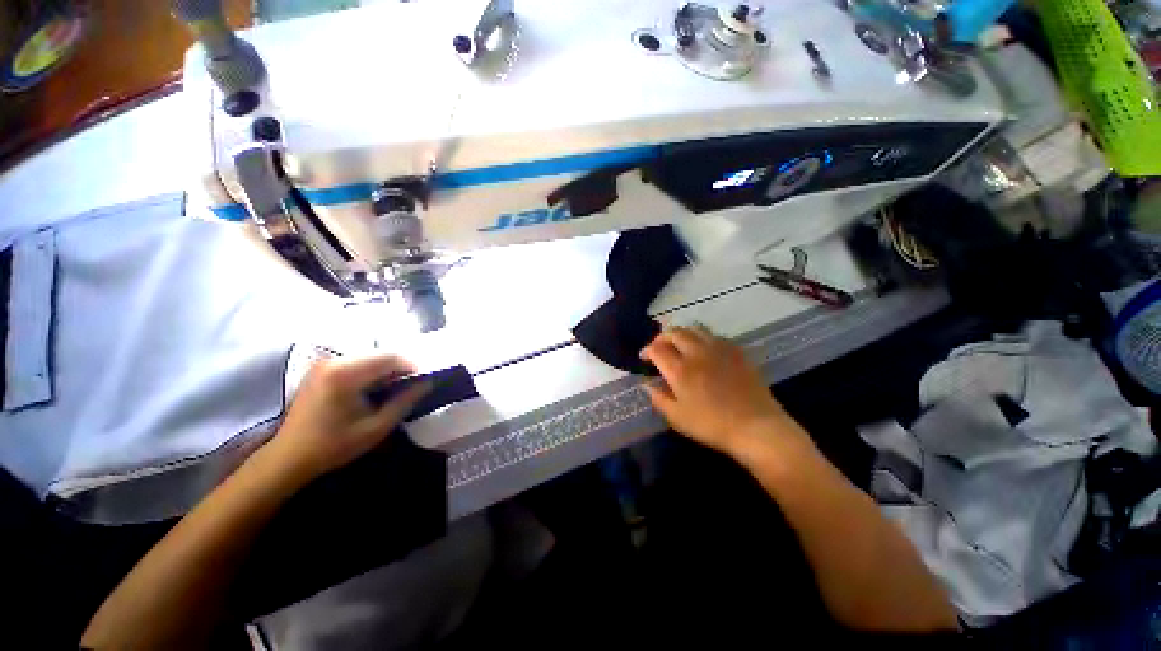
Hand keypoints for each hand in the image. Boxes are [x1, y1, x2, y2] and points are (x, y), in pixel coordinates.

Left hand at [261, 354, 430, 484]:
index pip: (390, 358)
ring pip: (369, 357)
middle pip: (380, 354)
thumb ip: (405, 401)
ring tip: (395, 388)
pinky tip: (374, 388)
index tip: (424, 381)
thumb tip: (428, 383)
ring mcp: (324, 363)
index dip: (412, 367)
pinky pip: (356, 362)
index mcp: (345, 374)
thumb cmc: (333, 445)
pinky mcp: (321, 369)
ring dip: (386, 369)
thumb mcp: (376, 428)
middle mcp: (333, 361)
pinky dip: (371, 371)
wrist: (288, 458)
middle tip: (412, 385)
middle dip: (400, 368)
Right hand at [641, 326, 803, 458]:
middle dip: (662, 337)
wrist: (756, 426)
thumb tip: (646, 384)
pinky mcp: (735, 350)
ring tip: (679, 344)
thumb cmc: (712, 425)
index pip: (656, 349)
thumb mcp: (677, 418)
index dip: (646, 350)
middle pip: (674, 332)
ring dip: (681, 333)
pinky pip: (714, 335)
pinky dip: (701, 337)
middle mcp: (696, 352)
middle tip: (659, 348)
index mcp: (680, 369)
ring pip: (694, 328)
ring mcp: (718, 348)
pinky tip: (703, 349)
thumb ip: (659, 398)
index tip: (643, 358)